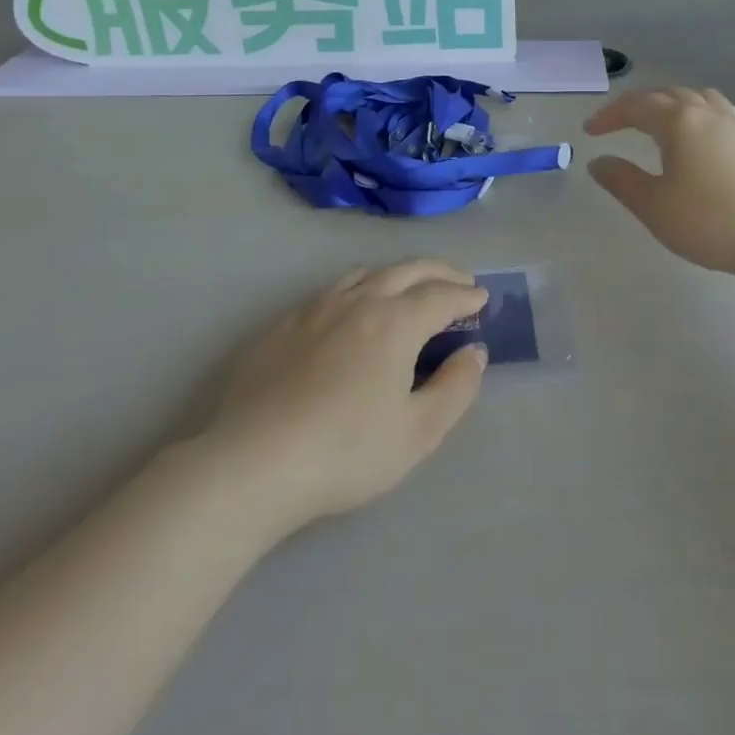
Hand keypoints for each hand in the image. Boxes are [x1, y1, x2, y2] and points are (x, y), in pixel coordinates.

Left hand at [203, 260, 487, 528]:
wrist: (252, 464)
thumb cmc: (345, 452)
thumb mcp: (417, 433)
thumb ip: (454, 388)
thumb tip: (474, 353)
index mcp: (396, 321)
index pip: (441, 295)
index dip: (465, 295)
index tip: (481, 298)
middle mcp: (359, 301)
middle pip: (407, 270)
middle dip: (439, 272)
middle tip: (459, 282)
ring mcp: (316, 309)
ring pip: (366, 274)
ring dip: (398, 274)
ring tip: (409, 288)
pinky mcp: (283, 325)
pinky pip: (331, 292)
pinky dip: (358, 289)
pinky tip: (351, 312)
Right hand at [585, 86, 734, 278]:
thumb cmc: (710, 222)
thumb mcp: (654, 207)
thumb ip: (621, 180)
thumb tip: (598, 161)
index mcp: (679, 122)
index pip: (635, 107)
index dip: (609, 116)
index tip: (589, 131)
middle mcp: (706, 112)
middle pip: (665, 95)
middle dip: (635, 106)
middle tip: (615, 124)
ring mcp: (734, 124)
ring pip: (694, 98)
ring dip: (668, 104)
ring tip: (656, 121)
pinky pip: (716, 110)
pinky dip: (694, 113)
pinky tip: (696, 137)